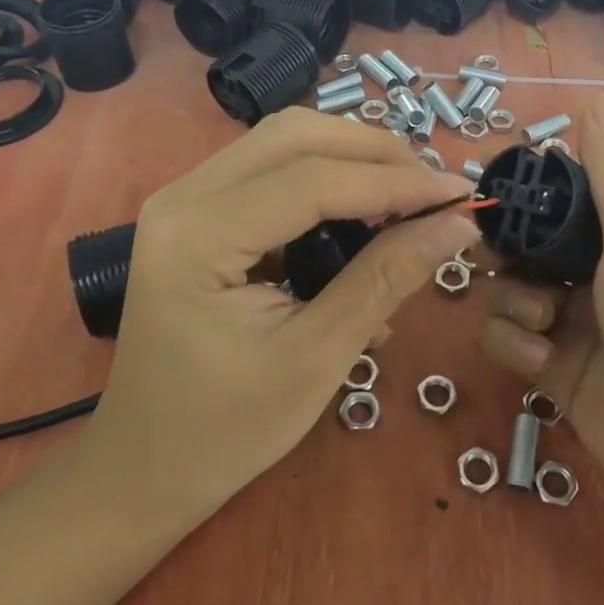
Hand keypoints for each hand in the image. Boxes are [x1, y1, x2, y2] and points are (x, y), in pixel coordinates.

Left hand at [85, 108, 477, 530]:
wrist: (142, 468)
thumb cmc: (224, 431)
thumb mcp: (316, 358)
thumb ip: (385, 280)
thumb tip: (457, 225)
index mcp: (198, 237)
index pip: (313, 180)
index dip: (396, 181)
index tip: (461, 194)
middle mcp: (183, 197)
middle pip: (296, 136)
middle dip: (375, 154)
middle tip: (433, 191)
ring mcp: (184, 199)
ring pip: (285, 142)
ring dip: (352, 159)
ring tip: (407, 198)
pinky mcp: (198, 212)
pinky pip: (271, 170)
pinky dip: (326, 179)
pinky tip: (362, 216)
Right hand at [478, 94, 603, 549]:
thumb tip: (595, 97)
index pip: (565, 200)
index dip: (530, 198)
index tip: (501, 200)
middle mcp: (601, 275)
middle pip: (528, 248)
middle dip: (510, 256)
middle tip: (505, 263)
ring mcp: (577, 326)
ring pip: (510, 293)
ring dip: (513, 305)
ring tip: (543, 326)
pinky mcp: (557, 374)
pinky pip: (510, 343)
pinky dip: (515, 347)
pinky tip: (541, 363)